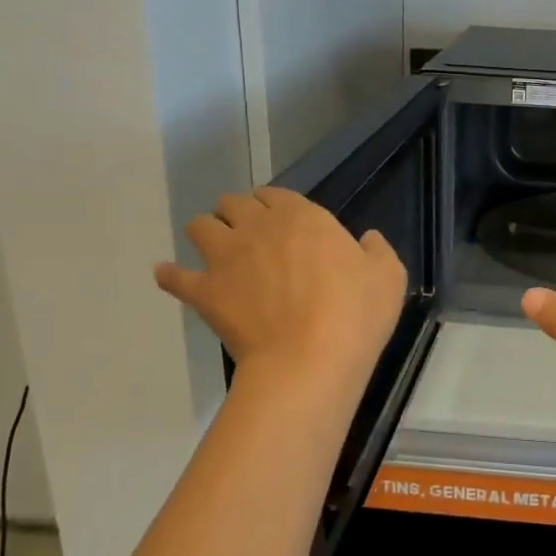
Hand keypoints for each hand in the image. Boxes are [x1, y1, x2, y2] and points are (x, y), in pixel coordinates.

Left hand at [154, 187, 405, 385]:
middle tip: (248, 234)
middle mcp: (258, 227)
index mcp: (302, 217)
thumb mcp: (388, 277)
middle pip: (232, 203)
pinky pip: (174, 276)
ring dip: (206, 232)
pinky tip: (167, 275)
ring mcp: (225, 258)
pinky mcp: (205, 292)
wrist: (309, 360)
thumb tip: (367, 239)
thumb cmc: (355, 314)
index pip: (275, 194)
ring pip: (200, 227)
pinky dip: (169, 275)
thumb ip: (377, 250)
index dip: (274, 205)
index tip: (281, 222)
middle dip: (236, 213)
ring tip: (214, 250)